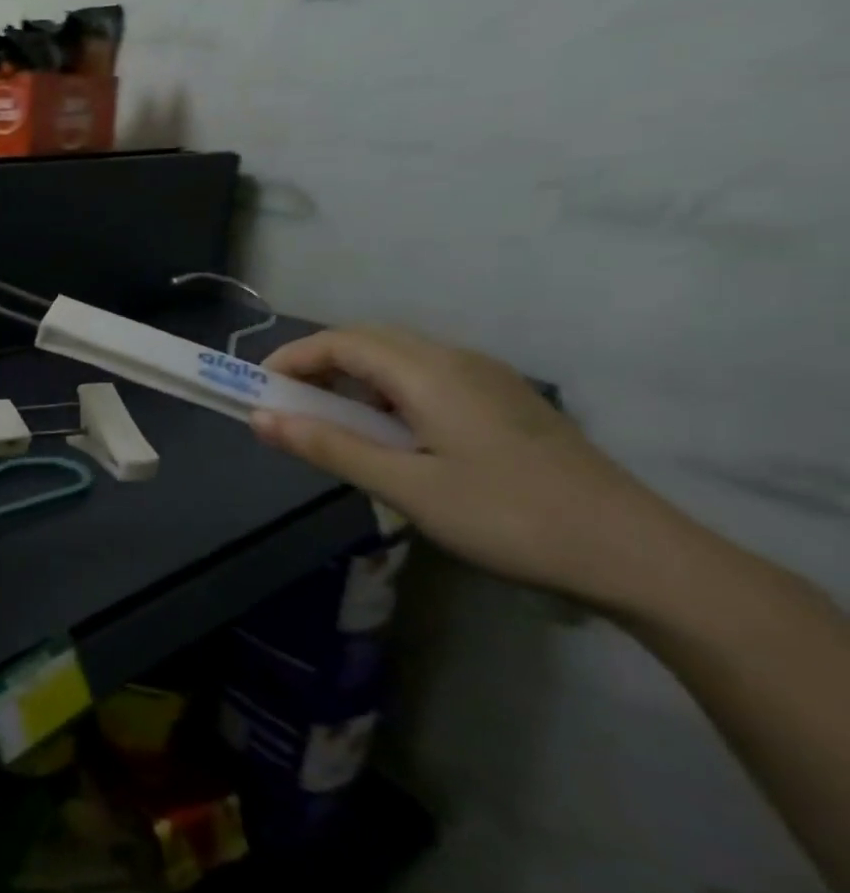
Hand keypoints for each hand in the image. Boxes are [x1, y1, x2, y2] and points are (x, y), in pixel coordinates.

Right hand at [251, 326, 683, 603]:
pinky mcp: (505, 401)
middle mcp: (457, 360)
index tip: (257, 391)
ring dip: (352, 375)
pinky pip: (427, 375)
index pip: (341, 342)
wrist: (635, 553)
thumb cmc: (508, 517)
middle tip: (286, 404)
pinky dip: (385, 389)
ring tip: (328, 420)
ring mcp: (487, 378)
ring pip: (400, 356)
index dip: (292, 359)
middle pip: (370, 340)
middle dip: (317, 362)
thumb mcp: (405, 487)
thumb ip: (329, 447)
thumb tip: (259, 419)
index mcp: (430, 373)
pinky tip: (388, 431)